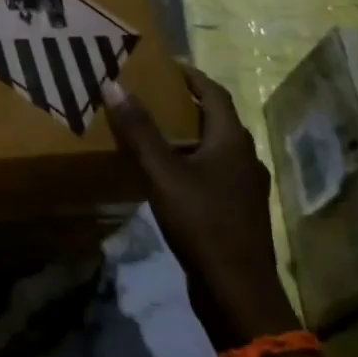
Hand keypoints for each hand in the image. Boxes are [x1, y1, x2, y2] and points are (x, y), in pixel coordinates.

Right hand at [103, 66, 299, 348]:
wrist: (237, 291)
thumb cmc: (202, 222)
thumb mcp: (163, 173)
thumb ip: (139, 131)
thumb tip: (113, 84)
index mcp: (232, 141)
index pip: (214, 93)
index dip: (191, 76)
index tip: (164, 65)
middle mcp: (244, 158)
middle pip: (216, 120)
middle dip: (185, 104)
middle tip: (150, 95)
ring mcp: (243, 188)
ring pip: (214, 149)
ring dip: (187, 136)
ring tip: (151, 132)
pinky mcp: (235, 212)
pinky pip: (211, 174)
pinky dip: (190, 163)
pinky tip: (165, 176)